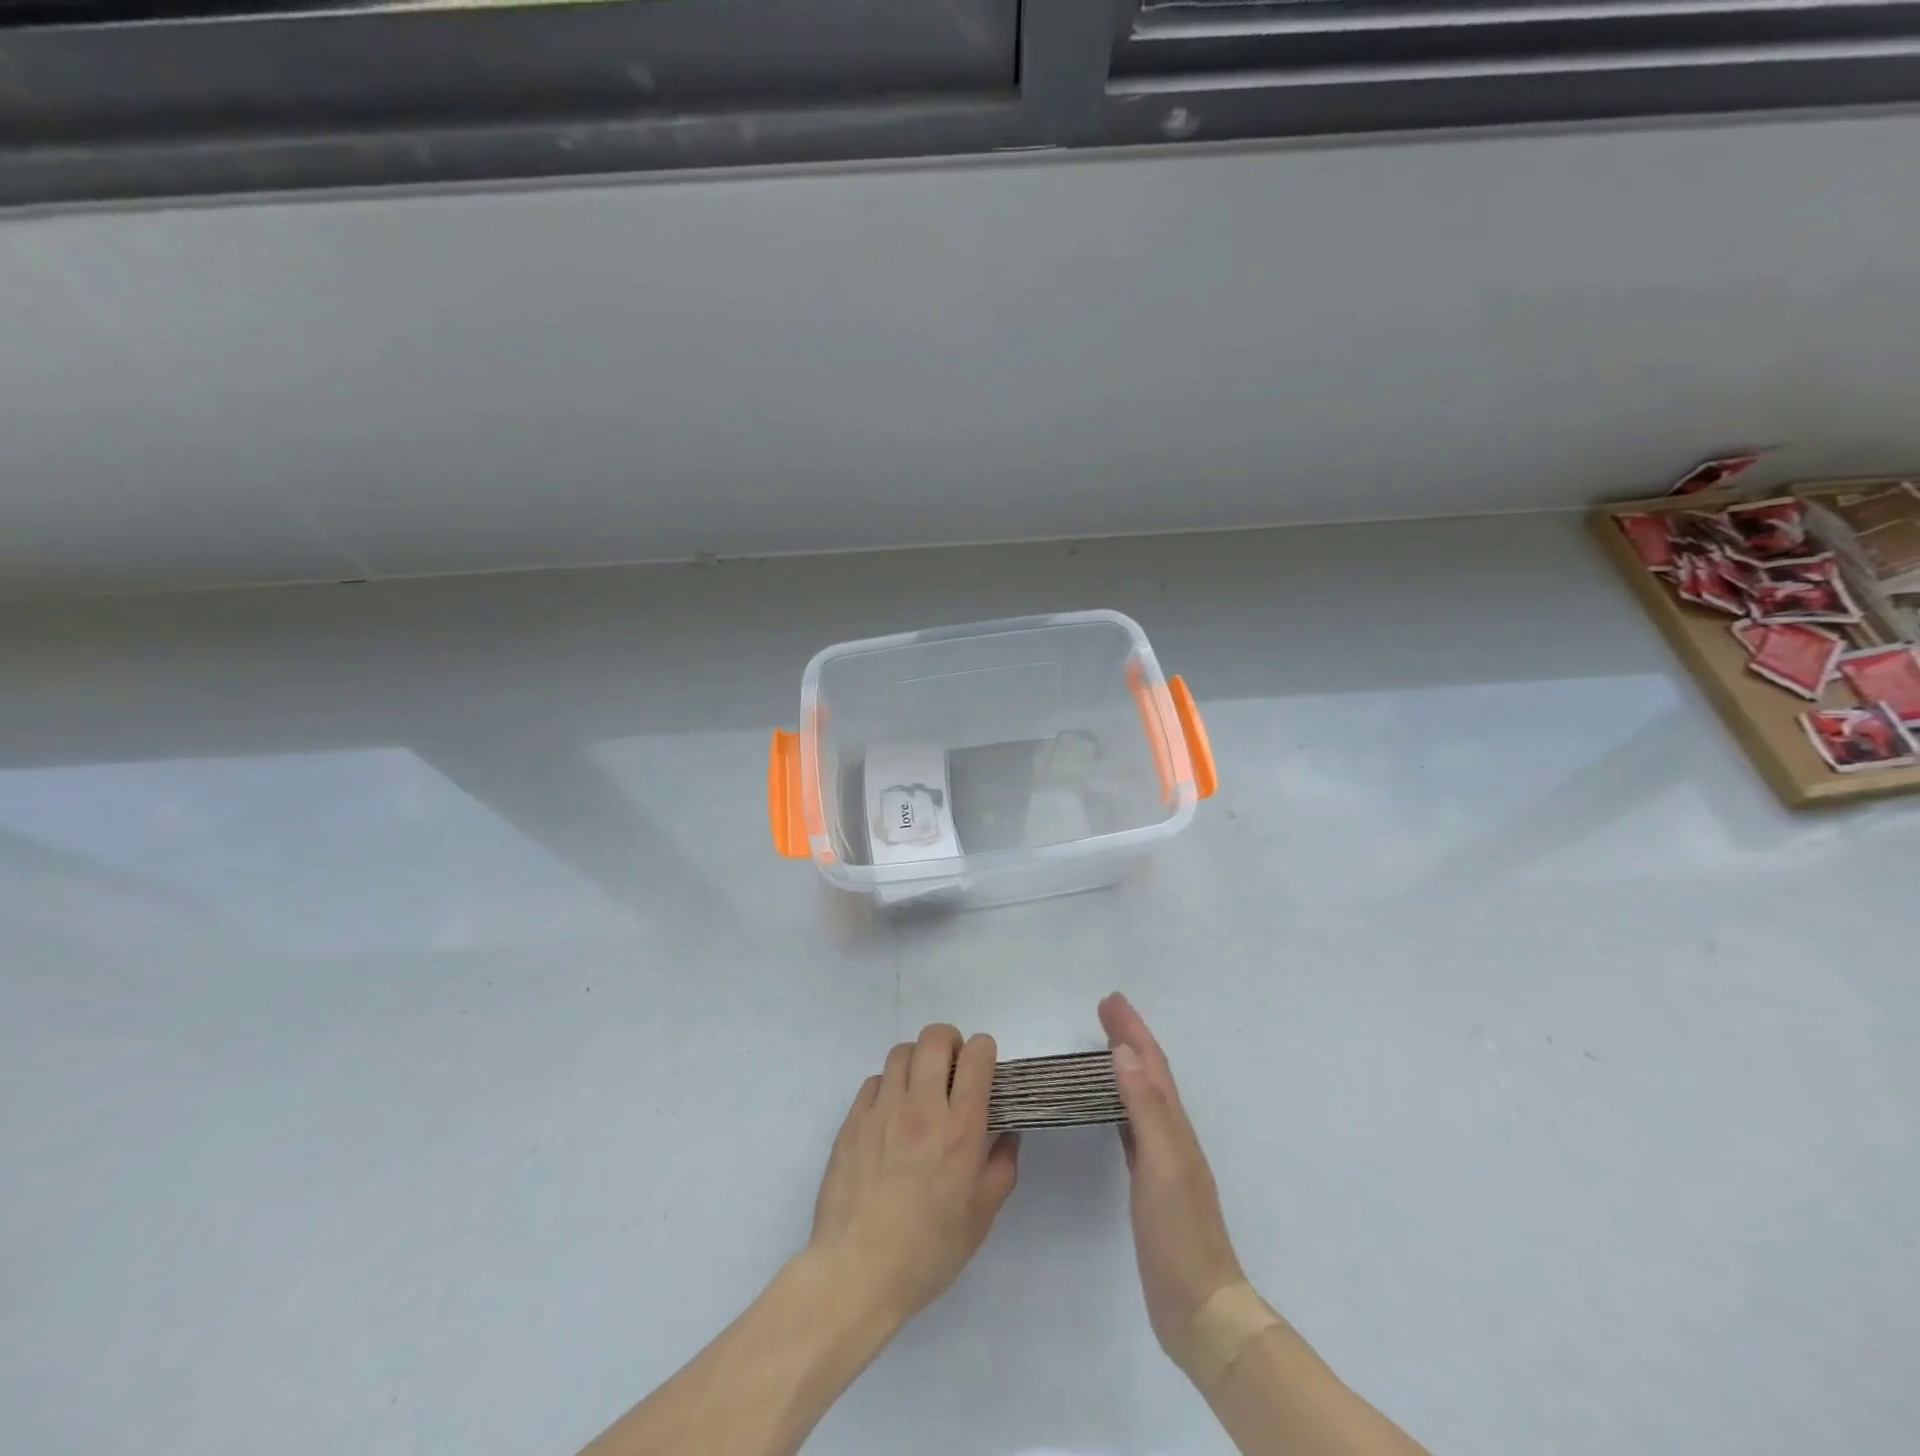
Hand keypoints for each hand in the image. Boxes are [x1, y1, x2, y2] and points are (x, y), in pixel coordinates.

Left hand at [808, 1024, 1019, 1332]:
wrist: (856, 1272)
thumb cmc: (927, 1251)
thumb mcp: (980, 1218)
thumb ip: (1001, 1168)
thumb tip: (1007, 1136)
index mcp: (959, 1128)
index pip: (975, 1056)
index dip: (983, 1051)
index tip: (983, 1068)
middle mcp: (921, 1107)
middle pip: (935, 1038)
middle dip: (950, 1042)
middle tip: (952, 1070)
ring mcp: (882, 1110)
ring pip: (901, 1053)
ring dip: (917, 1061)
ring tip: (920, 1089)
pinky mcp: (853, 1121)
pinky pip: (874, 1081)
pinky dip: (888, 1086)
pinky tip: (890, 1115)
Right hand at [1100, 992, 1246, 1356]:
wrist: (1199, 1306)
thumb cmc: (1180, 1232)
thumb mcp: (1162, 1165)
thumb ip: (1145, 1108)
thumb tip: (1123, 1052)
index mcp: (1173, 1125)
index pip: (1150, 1064)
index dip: (1132, 1029)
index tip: (1110, 1000)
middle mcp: (1170, 1133)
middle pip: (1148, 1072)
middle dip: (1129, 1037)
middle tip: (1105, 1010)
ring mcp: (1161, 1158)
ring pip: (1140, 1095)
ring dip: (1125, 1064)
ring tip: (1104, 1045)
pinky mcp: (1149, 1181)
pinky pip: (1131, 1125)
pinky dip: (1119, 1103)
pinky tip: (1109, 1108)